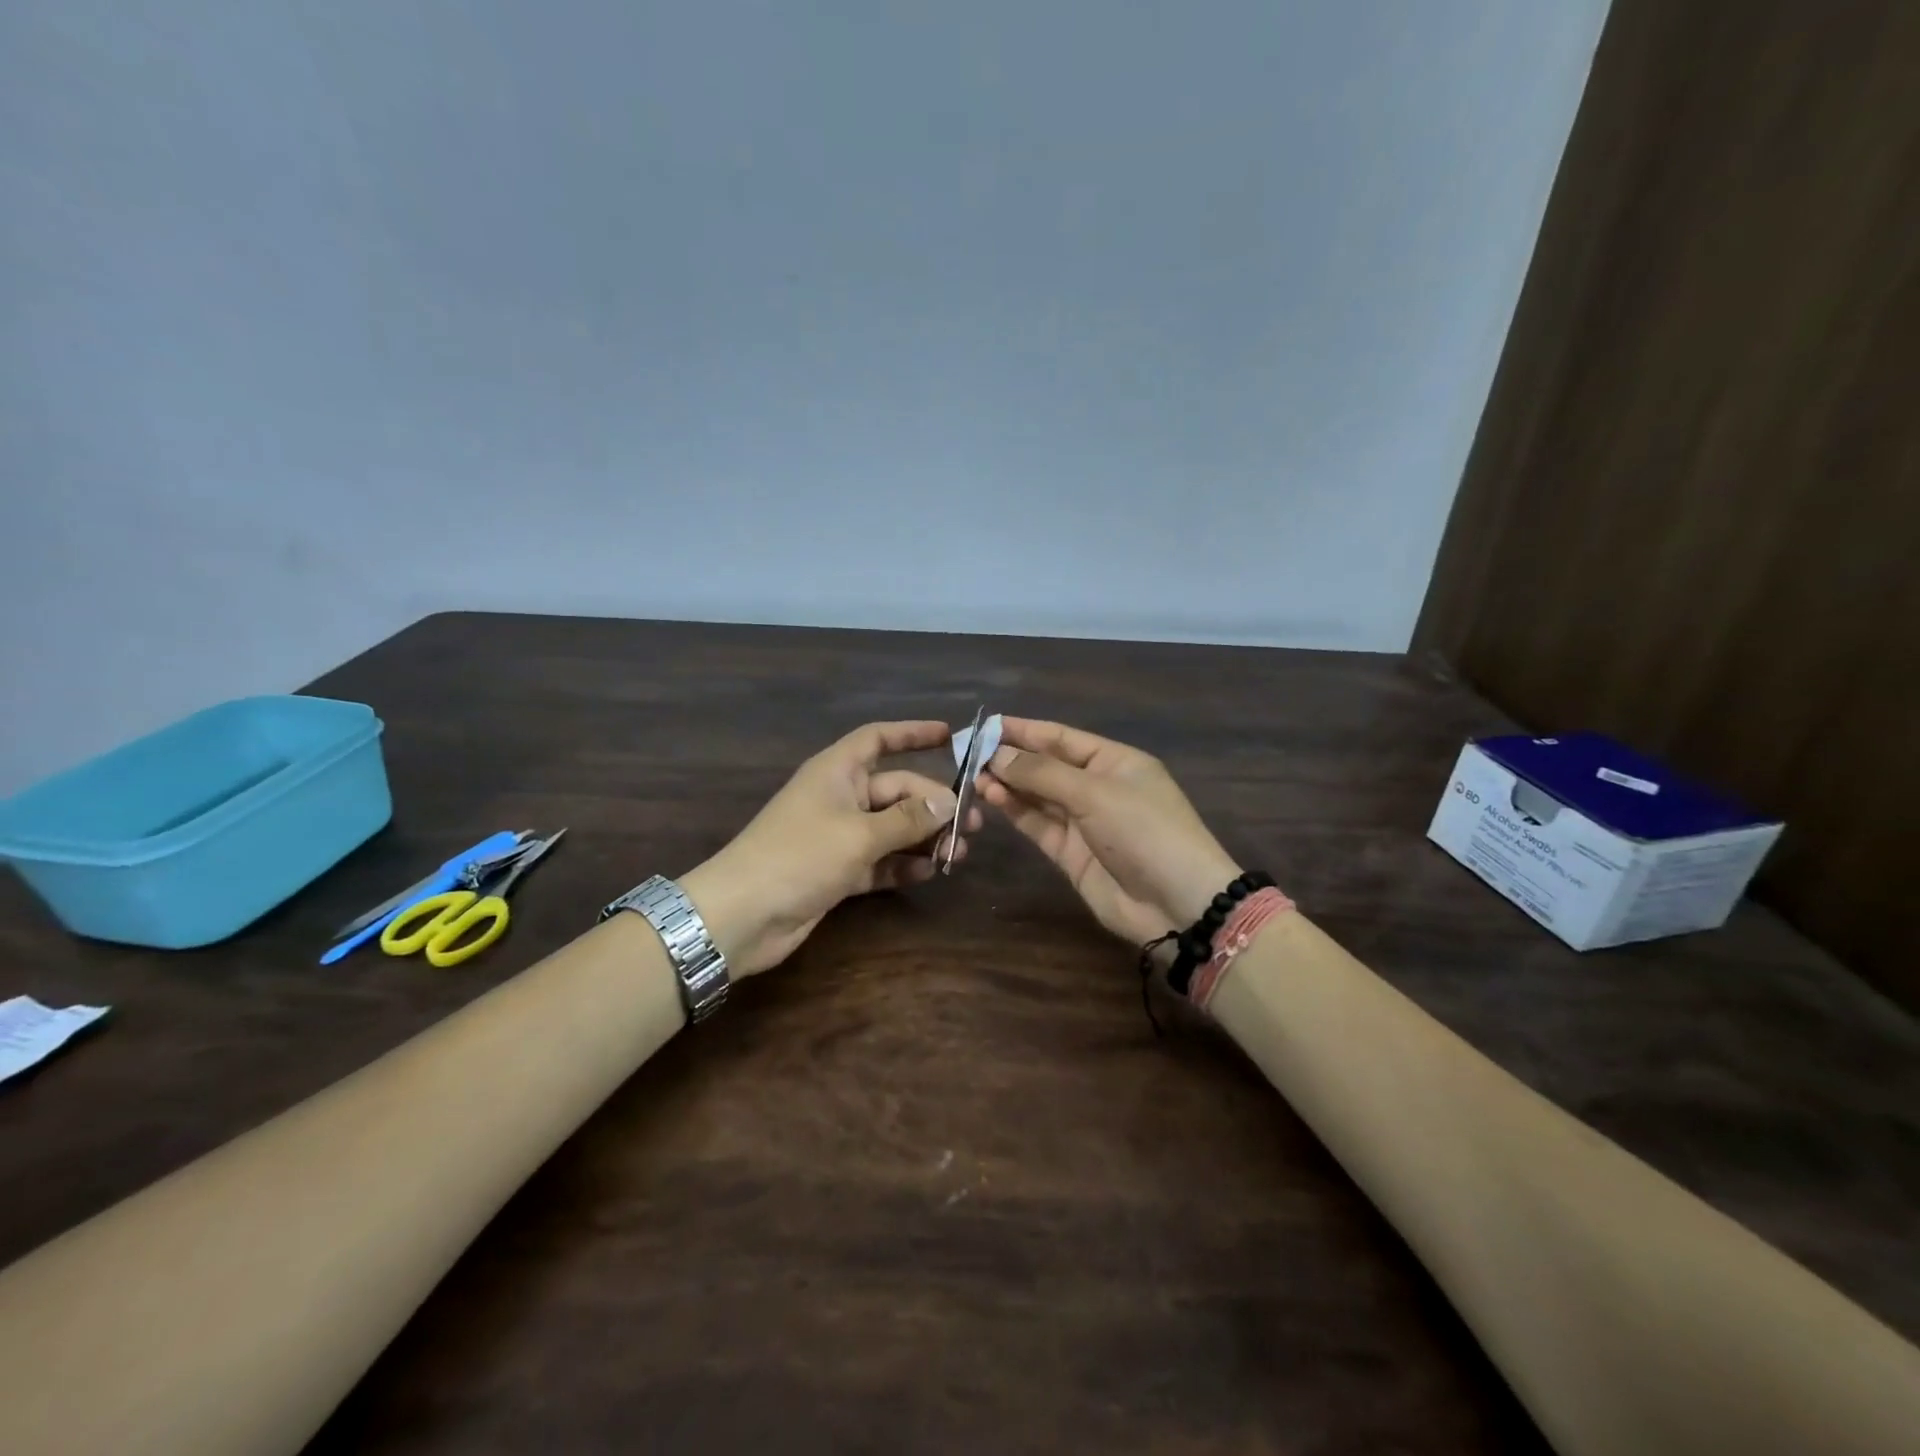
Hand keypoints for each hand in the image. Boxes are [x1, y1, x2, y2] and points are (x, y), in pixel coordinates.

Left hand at [679, 721, 981, 976]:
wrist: (742, 916)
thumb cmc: (800, 856)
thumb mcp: (860, 834)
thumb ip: (908, 818)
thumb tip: (948, 802)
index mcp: (837, 772)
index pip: (878, 738)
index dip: (912, 733)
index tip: (949, 734)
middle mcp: (840, 797)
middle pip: (897, 790)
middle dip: (934, 805)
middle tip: (973, 824)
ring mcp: (838, 836)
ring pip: (892, 828)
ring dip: (924, 838)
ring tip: (959, 853)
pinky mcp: (838, 871)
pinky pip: (880, 860)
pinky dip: (903, 865)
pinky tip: (929, 872)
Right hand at [977, 717, 1240, 944]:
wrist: (1177, 904)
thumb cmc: (1144, 831)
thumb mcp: (1095, 793)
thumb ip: (1042, 773)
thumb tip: (996, 754)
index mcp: (1114, 761)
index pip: (1061, 737)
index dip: (1024, 730)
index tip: (984, 725)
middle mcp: (1097, 786)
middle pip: (1046, 766)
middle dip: (1010, 758)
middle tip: (967, 754)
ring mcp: (1083, 821)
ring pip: (1037, 796)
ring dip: (1008, 785)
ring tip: (973, 776)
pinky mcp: (1071, 853)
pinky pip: (1038, 824)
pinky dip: (1015, 811)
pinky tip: (991, 798)